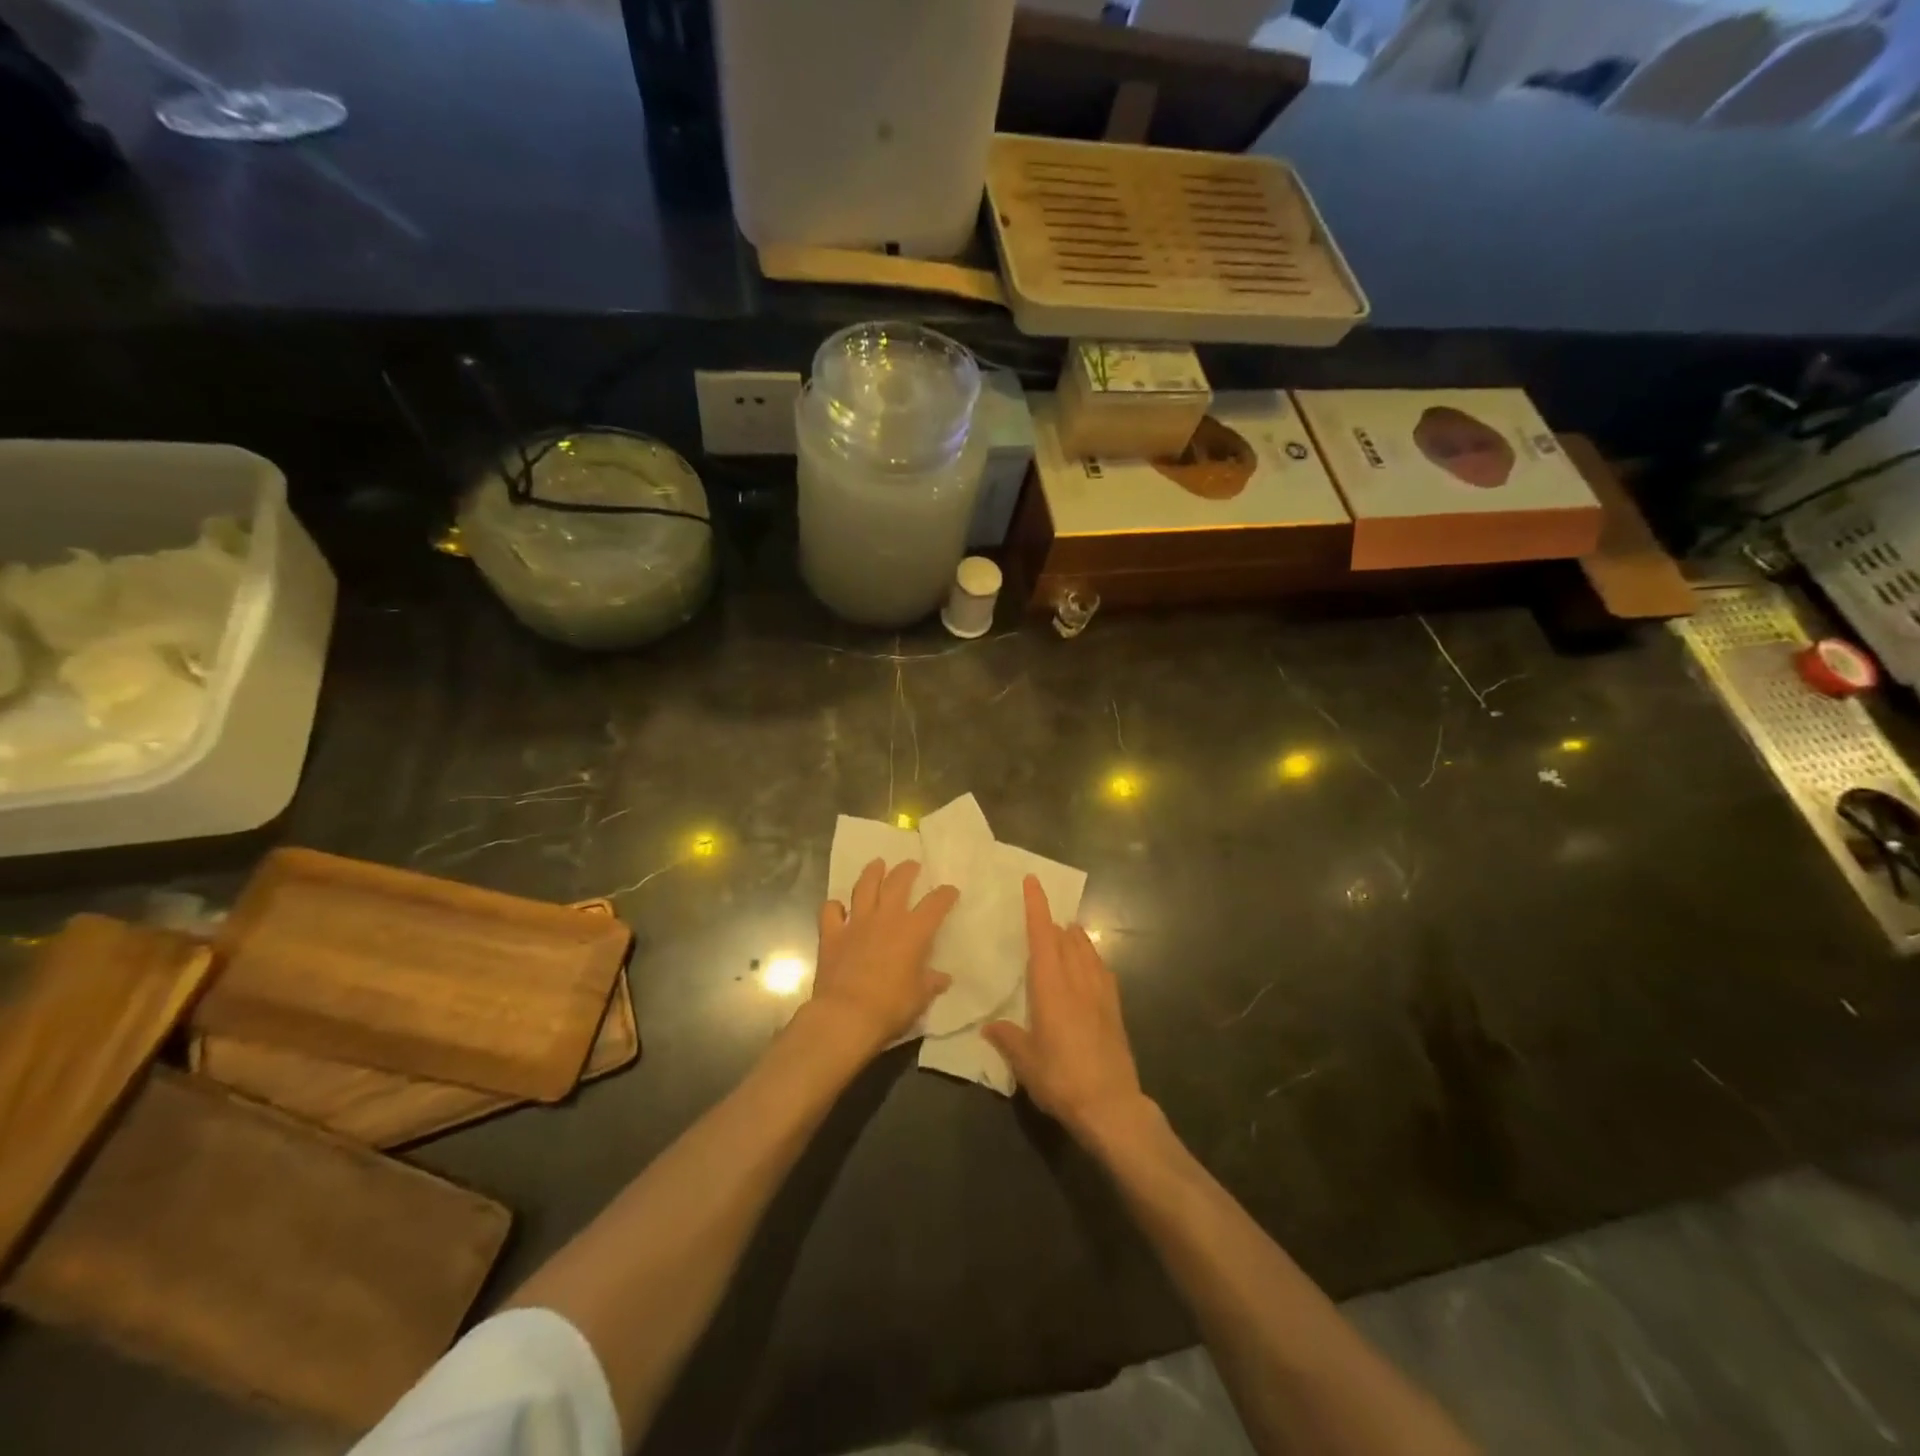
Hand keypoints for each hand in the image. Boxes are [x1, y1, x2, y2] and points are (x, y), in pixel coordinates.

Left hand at [809, 858, 957, 1055]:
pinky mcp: (831, 934)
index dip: (945, 895)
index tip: (950, 891)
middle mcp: (886, 918)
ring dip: (872, 873)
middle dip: (907, 870)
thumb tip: (942, 978)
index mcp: (913, 931)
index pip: (935, 904)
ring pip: (864, 887)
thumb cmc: (890, 1006)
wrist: (846, 1016)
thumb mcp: (920, 997)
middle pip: (898, 882)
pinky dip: (835, 906)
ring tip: (877, 864)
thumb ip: (931, 983)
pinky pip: (830, 911)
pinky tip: (838, 907)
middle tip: (911, 865)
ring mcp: (856, 923)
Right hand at [983, 877, 1145, 1138]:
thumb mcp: (1026, 1063)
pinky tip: (1088, 965)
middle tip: (1041, 914)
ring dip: (1074, 937)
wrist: (1111, 1106)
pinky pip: (1102, 970)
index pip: (1043, 937)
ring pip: (1087, 950)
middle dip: (1053, 921)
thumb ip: (1007, 1039)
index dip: (1037, 907)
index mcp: (1052, 988)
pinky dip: (1092, 958)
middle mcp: (1077, 981)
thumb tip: (989, 1026)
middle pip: (1066, 938)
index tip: (1032, 881)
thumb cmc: (1062, 1080)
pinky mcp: (1115, 1009)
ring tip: (1065, 931)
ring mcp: (1100, 993)